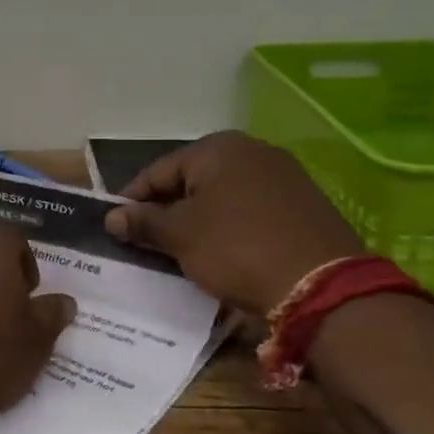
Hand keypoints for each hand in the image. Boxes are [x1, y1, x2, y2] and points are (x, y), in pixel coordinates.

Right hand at [103, 133, 363, 316]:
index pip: (158, 171)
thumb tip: (112, 217)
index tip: (116, 226)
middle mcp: (252, 151)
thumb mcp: (180, 235)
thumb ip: (143, 222)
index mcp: (217, 148)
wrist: (321, 286)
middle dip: (167, 210)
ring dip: (199, 220)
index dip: (132, 199)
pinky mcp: (305, 204)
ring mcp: (284, 176)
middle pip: (192, 181)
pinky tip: (224, 253)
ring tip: (182, 251)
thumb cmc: (236, 248)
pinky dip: (231, 228)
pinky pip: (251, 211)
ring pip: (223, 196)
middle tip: (147, 241)